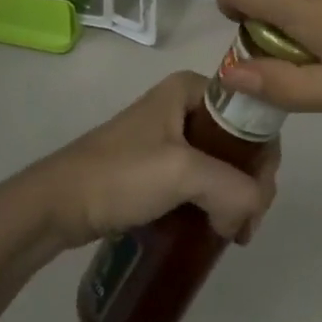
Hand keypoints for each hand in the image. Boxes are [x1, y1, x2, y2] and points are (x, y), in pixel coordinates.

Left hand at [17, 72, 279, 251]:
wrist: (57, 204)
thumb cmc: (120, 175)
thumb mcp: (183, 173)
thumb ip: (233, 188)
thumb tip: (250, 214)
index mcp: (191, 88)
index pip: (250, 114)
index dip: (264, 156)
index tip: (259, 198)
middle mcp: (184, 104)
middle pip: (239, 141)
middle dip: (251, 182)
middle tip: (245, 225)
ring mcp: (169, 136)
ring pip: (222, 164)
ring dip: (234, 197)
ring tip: (232, 233)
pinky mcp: (158, 165)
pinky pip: (201, 180)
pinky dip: (214, 202)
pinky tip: (215, 229)